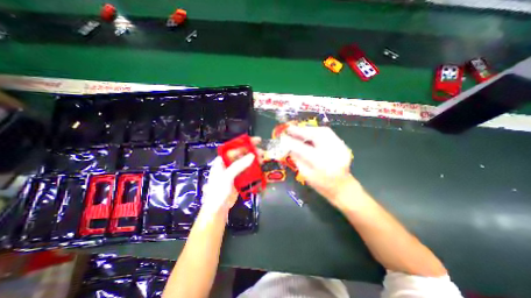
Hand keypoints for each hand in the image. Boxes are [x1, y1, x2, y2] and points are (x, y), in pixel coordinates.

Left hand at [200, 136, 261, 216]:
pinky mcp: (239, 178)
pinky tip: (259, 168)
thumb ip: (239, 165)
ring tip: (262, 160)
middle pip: (241, 154)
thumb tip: (252, 155)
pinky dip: (253, 169)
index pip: (234, 148)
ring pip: (245, 162)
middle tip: (261, 152)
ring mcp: (234, 172)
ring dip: (254, 160)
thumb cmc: (218, 191)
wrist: (218, 209)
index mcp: (222, 160)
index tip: (256, 141)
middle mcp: (228, 164)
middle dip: (251, 152)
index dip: (245, 143)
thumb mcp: (227, 176)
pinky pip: (247, 171)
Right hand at [284, 126, 353, 206]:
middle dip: (301, 130)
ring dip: (309, 129)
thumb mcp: (305, 174)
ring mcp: (340, 148)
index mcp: (321, 164)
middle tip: (290, 129)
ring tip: (298, 130)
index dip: (291, 142)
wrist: (342, 187)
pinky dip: (316, 131)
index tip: (282, 137)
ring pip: (323, 131)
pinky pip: (328, 133)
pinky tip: (309, 133)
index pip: (303, 149)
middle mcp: (333, 153)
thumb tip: (287, 145)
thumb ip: (296, 158)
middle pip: (316, 135)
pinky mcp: (343, 145)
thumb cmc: (321, 185)